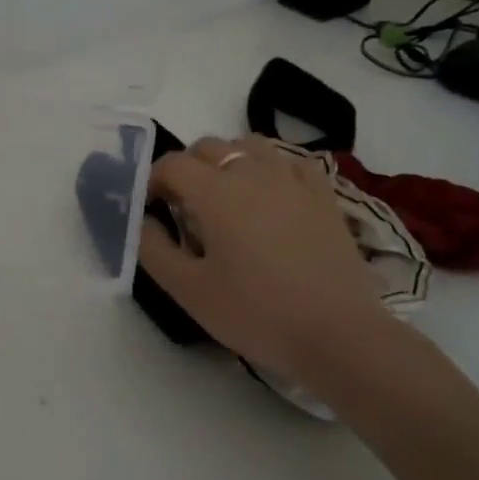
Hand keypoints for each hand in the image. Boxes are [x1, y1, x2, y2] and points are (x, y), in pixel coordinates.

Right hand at [136, 136, 408, 391]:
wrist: (337, 334)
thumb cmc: (255, 313)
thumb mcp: (188, 290)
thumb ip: (153, 249)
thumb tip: (141, 220)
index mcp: (215, 192)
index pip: (172, 164)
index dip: (152, 181)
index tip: (151, 210)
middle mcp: (252, 172)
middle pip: (208, 147)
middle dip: (187, 169)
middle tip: (184, 208)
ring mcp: (293, 179)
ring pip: (250, 145)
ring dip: (228, 161)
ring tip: (226, 197)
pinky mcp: (323, 195)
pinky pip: (290, 161)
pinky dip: (270, 168)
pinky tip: (270, 196)